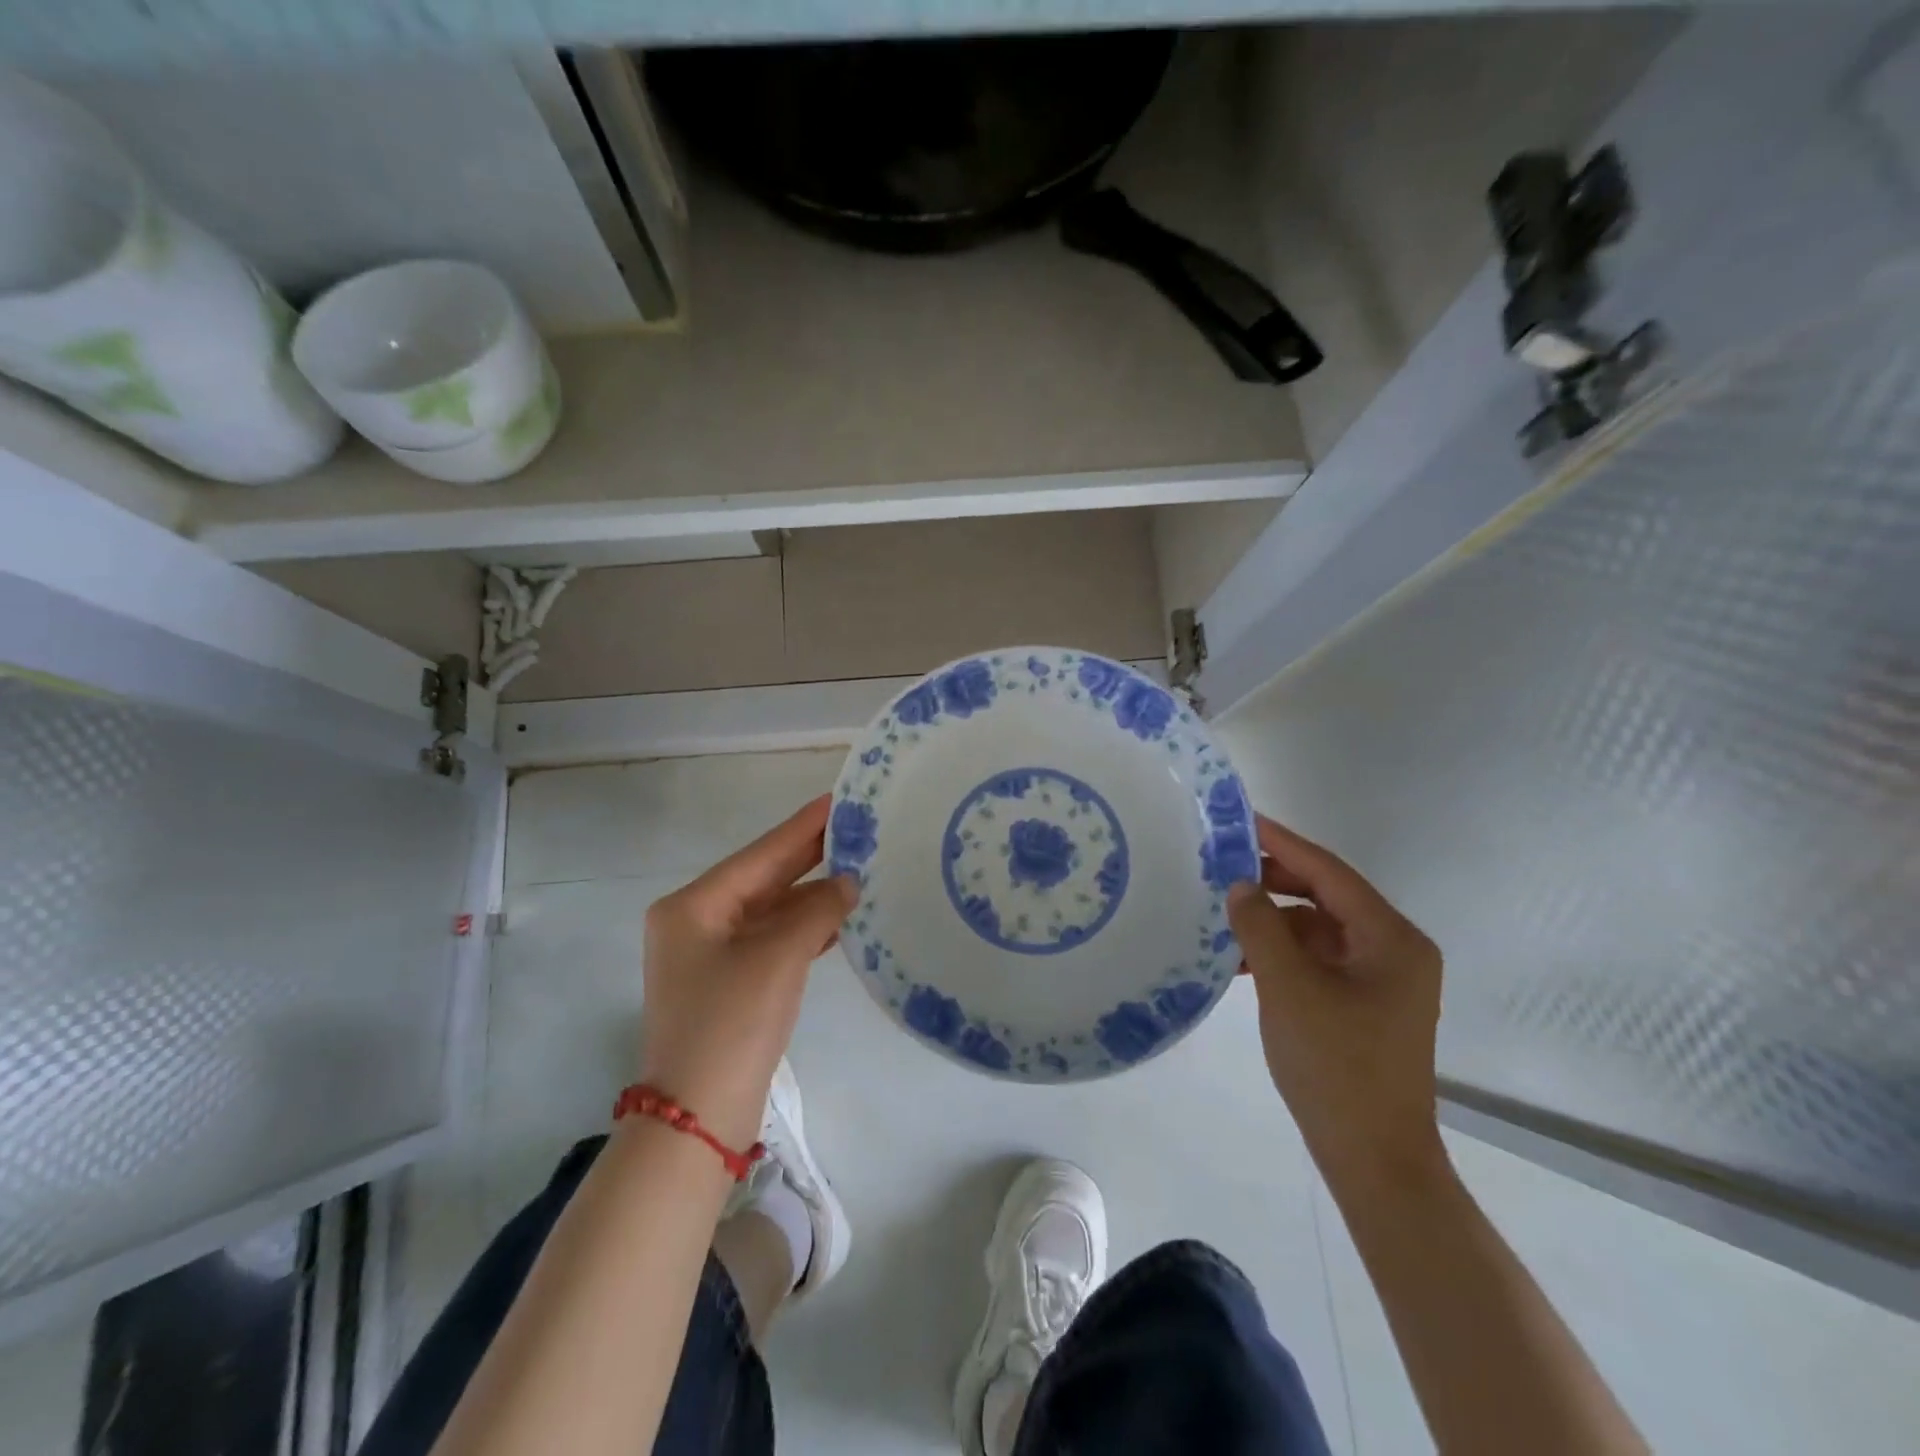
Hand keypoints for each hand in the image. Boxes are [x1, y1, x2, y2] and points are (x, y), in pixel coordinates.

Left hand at [637, 795, 855, 1149]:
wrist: (698, 1119)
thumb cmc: (732, 1024)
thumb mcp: (779, 957)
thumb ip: (817, 909)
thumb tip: (847, 883)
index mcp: (693, 906)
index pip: (760, 854)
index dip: (803, 827)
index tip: (840, 799)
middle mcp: (695, 923)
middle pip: (763, 879)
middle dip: (809, 857)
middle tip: (857, 828)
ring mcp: (709, 956)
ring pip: (770, 911)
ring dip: (811, 895)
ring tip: (859, 868)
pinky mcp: (727, 984)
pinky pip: (770, 940)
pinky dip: (803, 928)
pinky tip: (837, 918)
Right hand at [1228, 813, 1444, 1187]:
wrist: (1372, 1158)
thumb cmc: (1336, 1065)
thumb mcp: (1289, 987)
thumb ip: (1261, 926)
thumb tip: (1239, 886)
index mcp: (1391, 939)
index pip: (1329, 872)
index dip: (1282, 843)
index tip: (1240, 820)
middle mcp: (1392, 950)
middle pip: (1325, 896)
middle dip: (1273, 881)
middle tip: (1220, 867)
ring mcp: (1378, 980)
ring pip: (1316, 929)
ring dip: (1271, 920)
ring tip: (1220, 913)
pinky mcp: (1360, 1004)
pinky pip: (1314, 959)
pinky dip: (1279, 953)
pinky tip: (1237, 958)